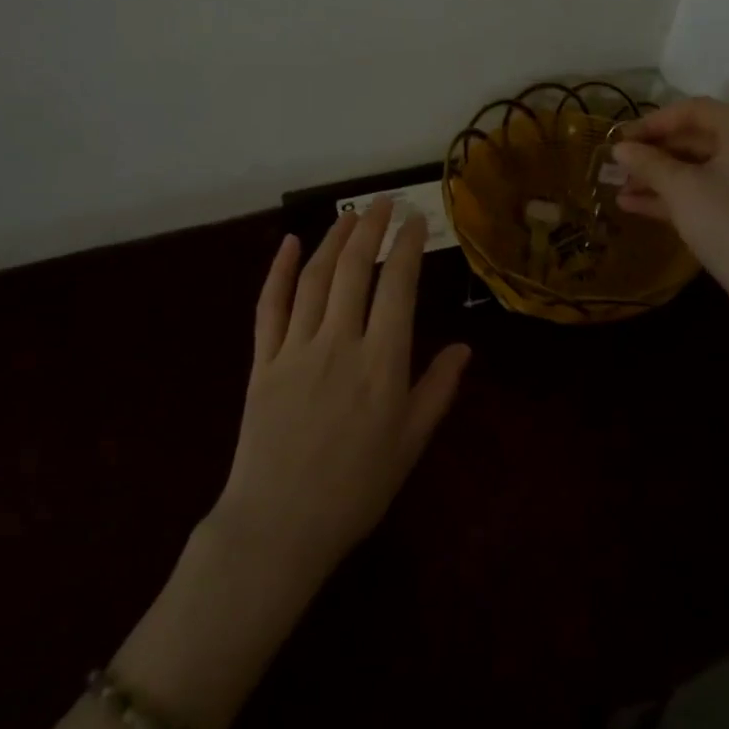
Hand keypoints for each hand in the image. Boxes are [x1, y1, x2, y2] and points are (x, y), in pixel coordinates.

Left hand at [212, 198, 470, 586]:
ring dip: (333, 239)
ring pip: (315, 278)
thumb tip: (465, 348)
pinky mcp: (262, 361)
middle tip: (384, 202)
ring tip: (350, 214)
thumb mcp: (410, 445)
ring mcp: (296, 348)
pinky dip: (279, 271)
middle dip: (371, 228)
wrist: (279, 526)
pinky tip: (289, 243)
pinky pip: (270, 306)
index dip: (409, 247)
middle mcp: (339, 343)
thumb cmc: (355, 490)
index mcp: (382, 364)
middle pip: (355, 269)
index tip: (417, 220)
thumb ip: (437, 391)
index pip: (398, 287)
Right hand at [612, 97, 728, 307]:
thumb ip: (648, 163)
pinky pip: (703, 192)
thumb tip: (619, 147)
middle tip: (617, 166)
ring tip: (618, 190)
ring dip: (656, 177)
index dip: (653, 121)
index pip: (693, 110)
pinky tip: (634, 206)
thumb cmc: (728, 224)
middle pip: (694, 139)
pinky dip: (672, 196)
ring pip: (695, 169)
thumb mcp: (681, 189)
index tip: (621, 139)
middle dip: (652, 153)